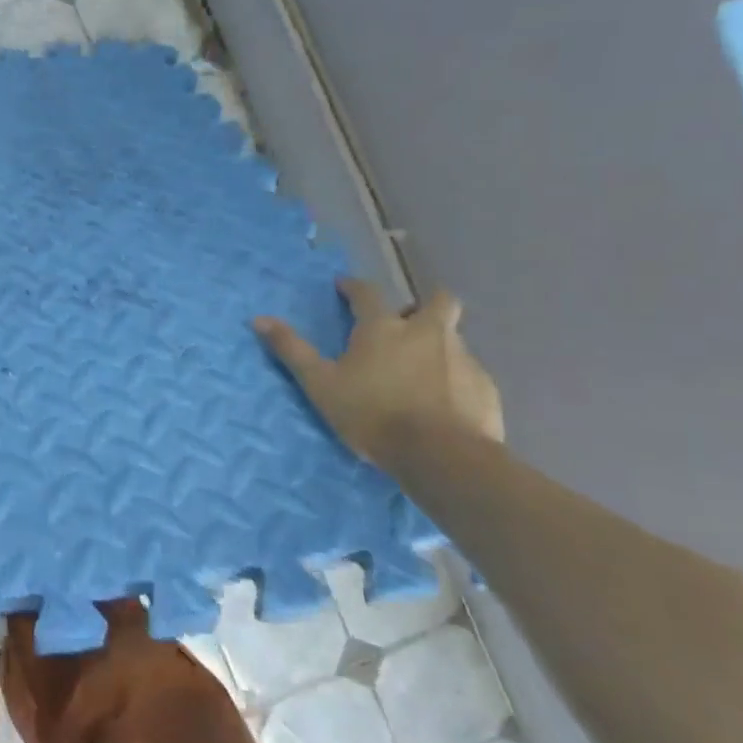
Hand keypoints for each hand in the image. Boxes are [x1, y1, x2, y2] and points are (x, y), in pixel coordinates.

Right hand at [253, 278, 503, 465]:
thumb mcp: (320, 384)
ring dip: (436, 345)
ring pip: (452, 337)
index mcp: (383, 328)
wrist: (441, 456)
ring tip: (418, 373)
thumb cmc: (371, 414)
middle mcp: (426, 332)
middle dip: (423, 304)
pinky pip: (467, 372)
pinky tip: (441, 402)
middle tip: (405, 325)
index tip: (344, 287)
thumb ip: (291, 350)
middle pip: (437, 301)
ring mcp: (462, 358)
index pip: (367, 293)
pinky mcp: (485, 387)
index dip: (353, 287)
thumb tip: (258, 319)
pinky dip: (453, 379)